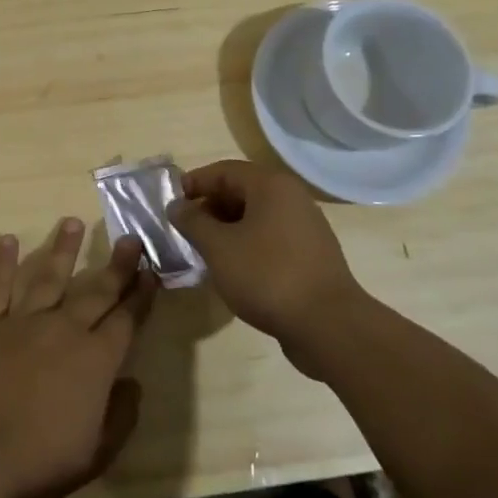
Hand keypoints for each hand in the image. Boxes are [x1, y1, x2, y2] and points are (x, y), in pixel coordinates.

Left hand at [0, 219, 156, 497]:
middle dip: (116, 265)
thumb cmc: (39, 462)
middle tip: (129, 238)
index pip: (125, 319)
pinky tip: (7, 240)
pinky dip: (3, 263)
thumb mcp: (96, 453)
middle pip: (95, 290)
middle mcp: (63, 330)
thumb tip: (132, 383)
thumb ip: (120, 415)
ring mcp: (22, 322)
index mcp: (94, 360)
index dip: (140, 296)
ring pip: (47, 276)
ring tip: (71, 222)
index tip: (151, 271)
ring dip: (62, 249)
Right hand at [171, 159, 366, 377]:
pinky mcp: (310, 254)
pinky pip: (270, 237)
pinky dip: (247, 244)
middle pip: (241, 191)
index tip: (170, 204)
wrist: (327, 326)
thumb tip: (177, 206)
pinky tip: (232, 268)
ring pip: (256, 216)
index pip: (223, 171)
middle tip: (185, 230)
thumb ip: (193, 222)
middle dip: (209, 207)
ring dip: (226, 228)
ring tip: (204, 250)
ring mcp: (305, 227)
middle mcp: (292, 198)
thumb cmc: (266, 275)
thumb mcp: (218, 247)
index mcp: (271, 186)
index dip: (193, 183)